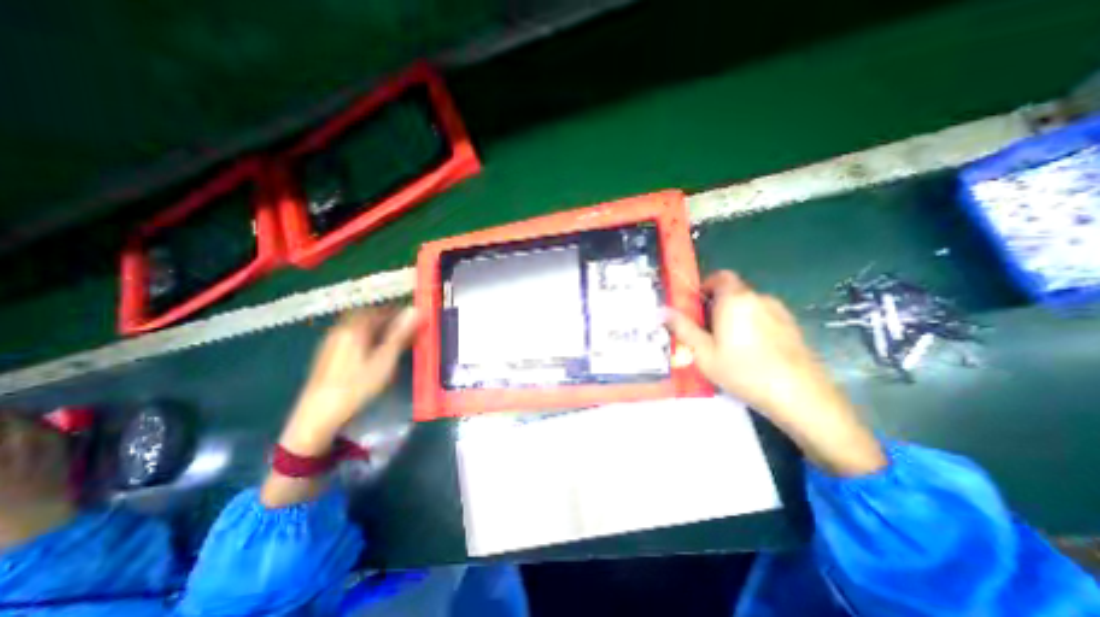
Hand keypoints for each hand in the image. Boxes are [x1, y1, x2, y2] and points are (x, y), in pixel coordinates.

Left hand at [281, 308, 419, 457]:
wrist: (318, 416)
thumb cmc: (356, 387)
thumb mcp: (384, 360)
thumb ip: (400, 334)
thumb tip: (415, 310)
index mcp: (355, 329)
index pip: (380, 310)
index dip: (399, 312)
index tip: (414, 318)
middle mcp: (341, 331)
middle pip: (368, 316)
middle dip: (388, 319)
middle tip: (405, 328)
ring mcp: (332, 342)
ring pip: (359, 326)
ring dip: (378, 328)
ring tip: (394, 340)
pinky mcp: (328, 355)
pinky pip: (352, 336)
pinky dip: (367, 337)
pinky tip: (374, 351)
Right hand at [662, 270, 881, 477]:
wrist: (800, 396)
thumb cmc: (743, 370)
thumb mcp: (703, 352)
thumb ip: (682, 328)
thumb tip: (661, 311)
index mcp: (736, 299)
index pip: (720, 276)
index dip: (705, 286)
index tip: (696, 307)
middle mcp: (759, 298)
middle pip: (733, 292)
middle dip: (716, 306)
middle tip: (705, 331)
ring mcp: (779, 312)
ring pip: (748, 306)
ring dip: (734, 316)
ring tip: (727, 345)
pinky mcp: (792, 327)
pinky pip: (764, 317)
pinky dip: (752, 326)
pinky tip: (751, 352)